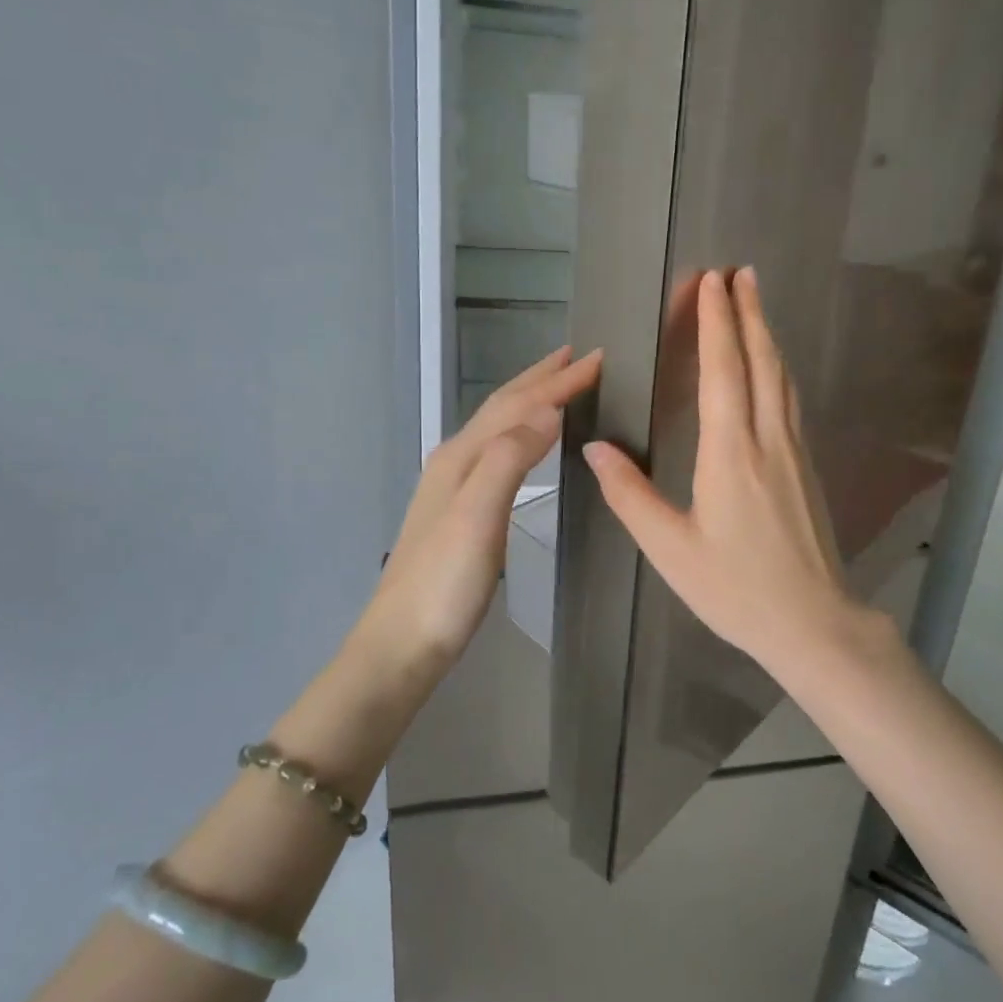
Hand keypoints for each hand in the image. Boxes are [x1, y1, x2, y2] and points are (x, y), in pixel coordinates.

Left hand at [364, 346, 601, 667]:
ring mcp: (454, 487)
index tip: (599, 357)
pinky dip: (522, 434)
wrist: (403, 644)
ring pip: (498, 427)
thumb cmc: (444, 584)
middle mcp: (455, 461)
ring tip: (559, 389)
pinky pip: (498, 452)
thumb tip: (548, 410)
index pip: (518, 404)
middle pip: (502, 407)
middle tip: (579, 357)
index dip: (559, 381)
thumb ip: (509, 459)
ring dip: (530, 401)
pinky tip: (528, 446)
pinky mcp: (460, 511)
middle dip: (541, 378)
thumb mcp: (478, 517)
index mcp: (462, 456)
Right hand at [583, 269, 873, 675]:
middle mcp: (768, 440)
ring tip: (756, 303)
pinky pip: (790, 401)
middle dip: (748, 312)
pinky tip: (773, 369)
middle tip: (740, 272)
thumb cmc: (736, 589)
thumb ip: (631, 495)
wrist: (813, 622)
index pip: (724, 370)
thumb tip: (595, 448)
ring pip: (782, 378)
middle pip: (761, 361)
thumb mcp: (670, 550)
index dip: (717, 322)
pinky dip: (777, 369)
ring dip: (767, 335)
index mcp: (730, 453)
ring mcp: (794, 452)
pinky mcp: (807, 467)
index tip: (712, 281)